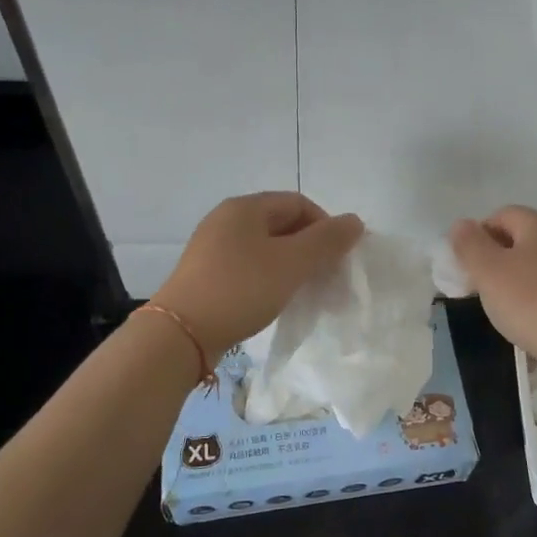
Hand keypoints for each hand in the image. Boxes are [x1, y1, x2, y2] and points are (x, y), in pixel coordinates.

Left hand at [155, 192, 363, 357]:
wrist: (181, 334)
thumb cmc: (241, 289)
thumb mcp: (291, 263)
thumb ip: (327, 241)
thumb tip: (354, 221)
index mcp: (245, 207)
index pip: (299, 203)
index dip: (325, 226)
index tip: (337, 258)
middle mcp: (226, 219)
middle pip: (282, 223)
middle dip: (310, 247)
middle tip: (325, 277)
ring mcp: (212, 247)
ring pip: (265, 247)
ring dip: (291, 265)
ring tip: (303, 291)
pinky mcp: (205, 273)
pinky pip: (248, 266)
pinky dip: (269, 277)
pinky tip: (274, 299)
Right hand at [449, 206, 536, 361]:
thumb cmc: (528, 301)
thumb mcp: (487, 270)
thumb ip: (469, 243)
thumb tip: (461, 225)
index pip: (501, 215)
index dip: (478, 234)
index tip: (466, 264)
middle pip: (518, 238)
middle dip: (493, 257)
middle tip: (477, 284)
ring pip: (532, 263)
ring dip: (511, 278)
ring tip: (498, 304)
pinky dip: (530, 294)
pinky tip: (523, 316)